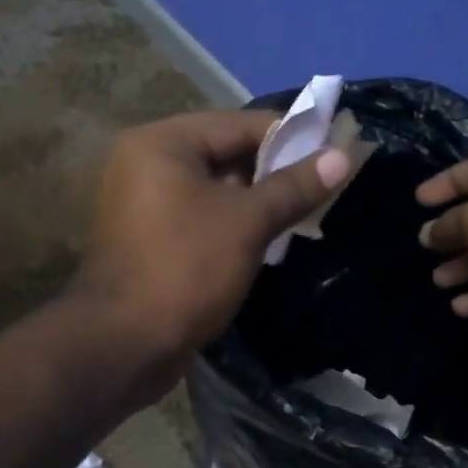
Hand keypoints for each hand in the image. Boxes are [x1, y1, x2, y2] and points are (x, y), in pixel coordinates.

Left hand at [75, 109, 350, 374]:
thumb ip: (294, 186)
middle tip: (325, 183)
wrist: (123, 343)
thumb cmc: (186, 268)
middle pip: (224, 152)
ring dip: (256, 198)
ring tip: (306, 210)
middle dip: (275, 169)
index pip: (239, 123)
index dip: (291, 135)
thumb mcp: (247, 222)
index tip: (336, 150)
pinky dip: (232, 220)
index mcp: (162, 142)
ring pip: (214, 187)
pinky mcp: (149, 235)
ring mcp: (143, 201)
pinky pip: (199, 214)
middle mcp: (146, 162)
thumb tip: (344, 156)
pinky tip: (271, 235)